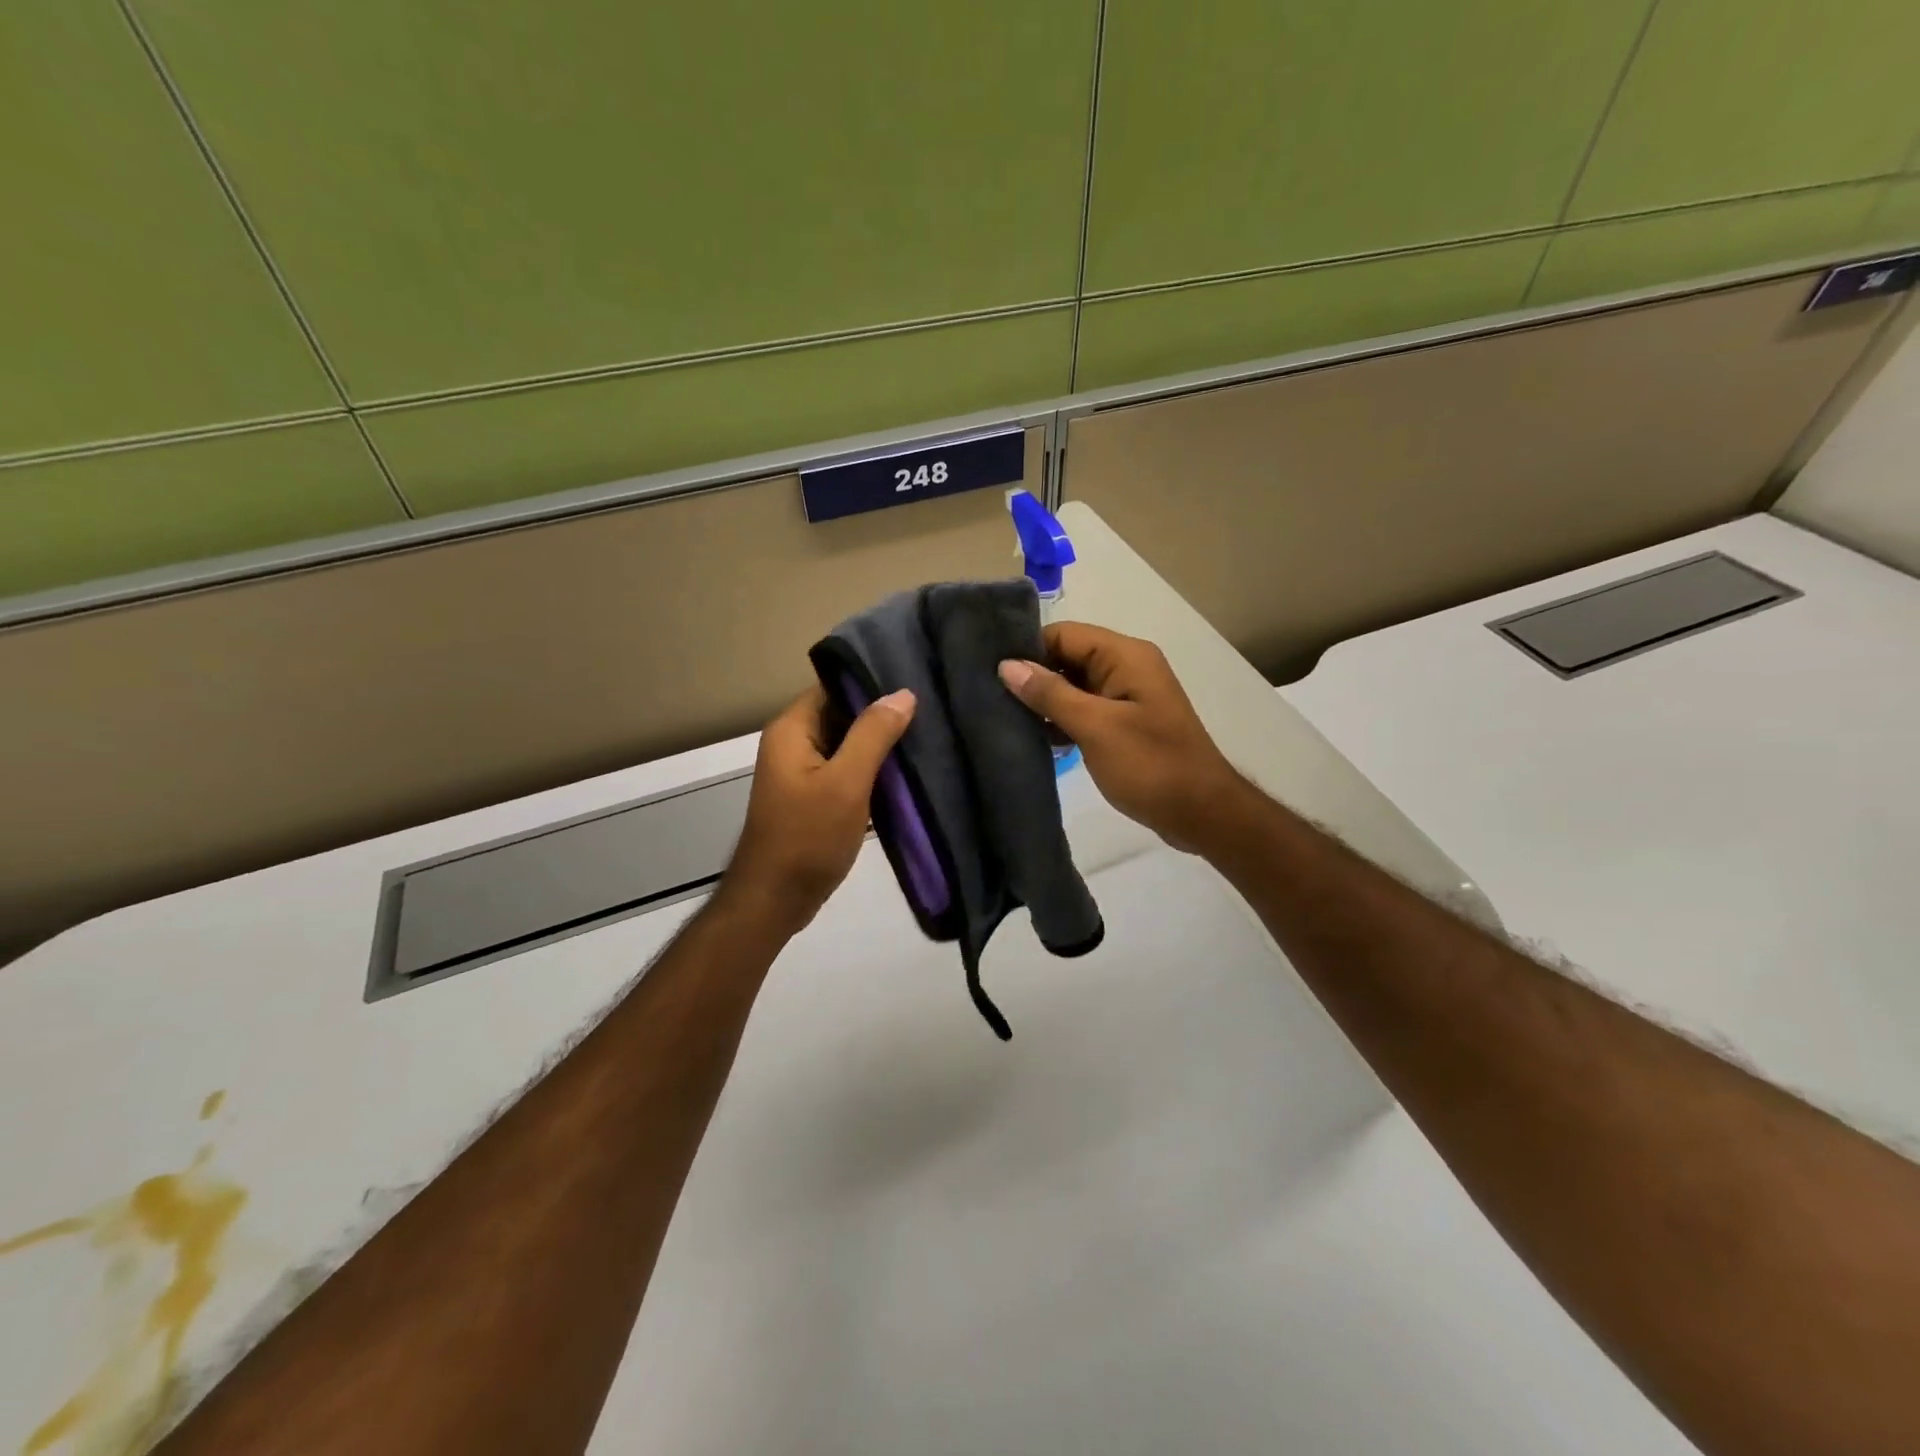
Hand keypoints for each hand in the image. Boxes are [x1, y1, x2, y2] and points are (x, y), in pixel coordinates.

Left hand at [719, 685, 915, 934]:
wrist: (775, 901)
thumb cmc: (807, 837)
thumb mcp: (845, 783)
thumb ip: (873, 735)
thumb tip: (903, 693)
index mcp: (792, 730)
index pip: (834, 687)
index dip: (871, 683)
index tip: (914, 681)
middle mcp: (793, 744)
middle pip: (842, 714)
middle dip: (882, 714)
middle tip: (931, 709)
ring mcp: (803, 772)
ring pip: (848, 745)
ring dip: (880, 744)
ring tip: (927, 734)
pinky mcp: (815, 797)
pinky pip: (847, 771)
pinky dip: (872, 771)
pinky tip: (907, 771)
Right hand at [999, 622, 1242, 853]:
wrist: (1201, 813)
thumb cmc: (1150, 765)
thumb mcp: (1095, 727)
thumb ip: (1050, 694)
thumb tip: (1007, 666)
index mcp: (1125, 656)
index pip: (1063, 634)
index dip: (1028, 650)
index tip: (990, 673)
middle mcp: (1127, 667)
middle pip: (1067, 657)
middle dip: (1032, 676)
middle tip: (989, 698)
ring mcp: (1127, 696)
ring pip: (1074, 686)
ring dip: (1045, 702)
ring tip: (1004, 718)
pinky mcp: (1125, 723)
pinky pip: (1085, 709)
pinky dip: (1062, 720)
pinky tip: (1035, 738)